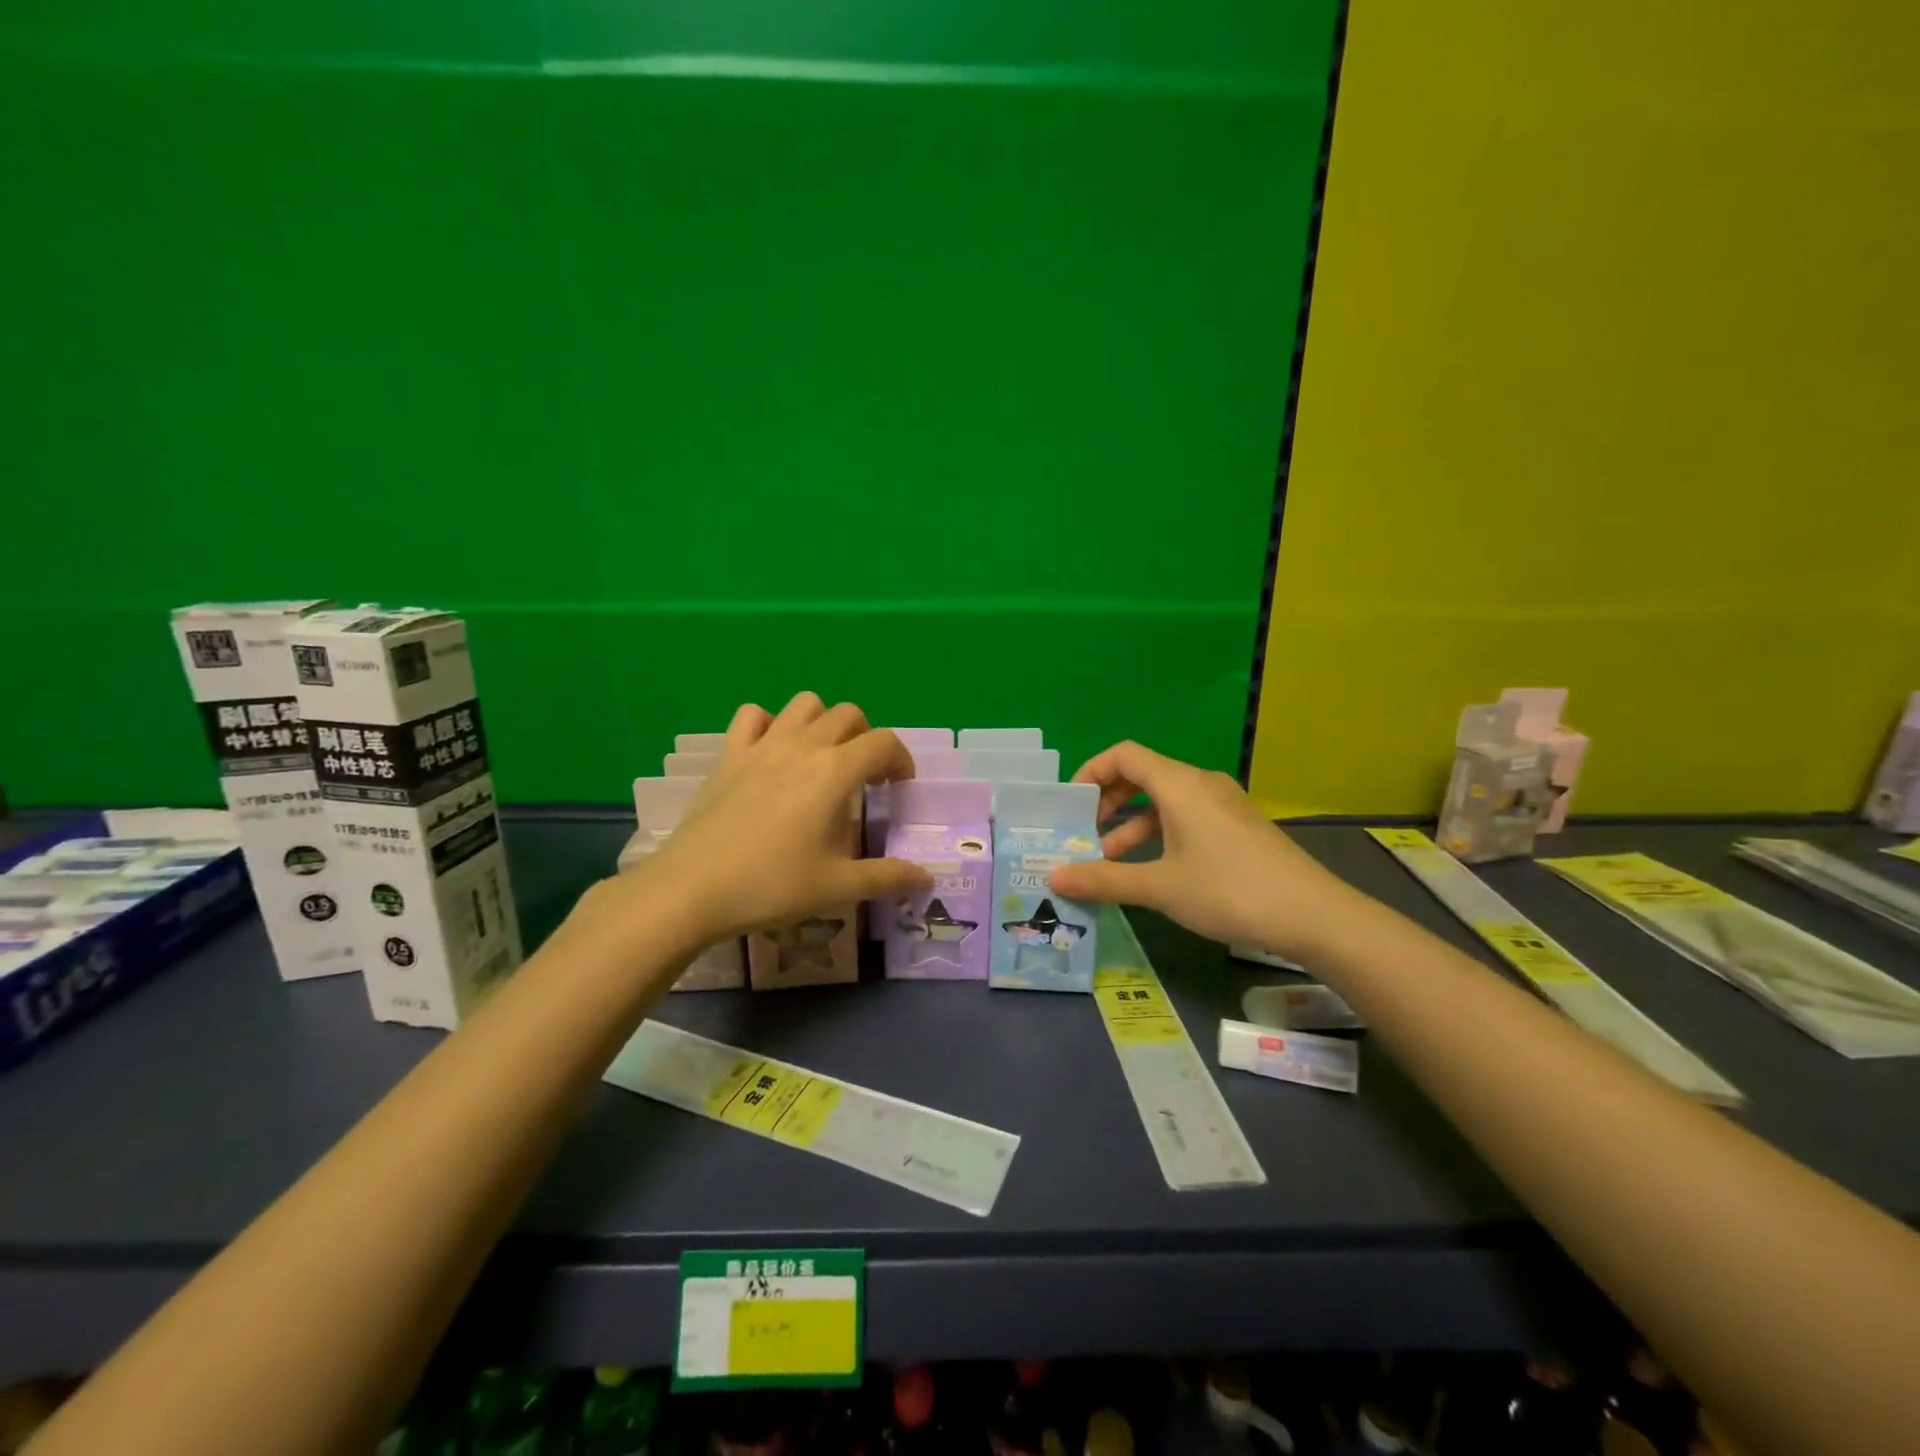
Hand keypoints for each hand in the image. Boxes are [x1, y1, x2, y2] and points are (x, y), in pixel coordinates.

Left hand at [595, 694, 931, 943]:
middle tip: (864, 777)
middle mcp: (802, 746)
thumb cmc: (771, 886)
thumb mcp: (838, 887)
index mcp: (835, 772)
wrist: (692, 890)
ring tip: (822, 758)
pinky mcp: (729, 755)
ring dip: (822, 722)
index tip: (898, 787)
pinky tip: (771, 754)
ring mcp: (762, 745)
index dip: (901, 760)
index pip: (884, 742)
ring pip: (804, 704)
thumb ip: (887, 877)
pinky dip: (769, 724)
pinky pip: (752, 716)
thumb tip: (926, 879)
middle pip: (849, 714)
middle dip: (866, 738)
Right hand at [1047, 740, 1366, 959]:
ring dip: (1133, 825)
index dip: (1091, 771)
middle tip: (1084, 833)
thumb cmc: (1228, 890)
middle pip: (1143, 775)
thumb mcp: (1160, 887)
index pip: (1124, 755)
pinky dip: (1160, 834)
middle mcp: (1201, 783)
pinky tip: (1153, 870)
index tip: (1071, 805)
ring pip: (1165, 801)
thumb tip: (1054, 876)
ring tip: (1110, 862)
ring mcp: (1223, 804)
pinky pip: (1187, 816)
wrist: (1313, 915)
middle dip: (1108, 802)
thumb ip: (1104, 879)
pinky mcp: (1238, 826)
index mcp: (1179, 784)